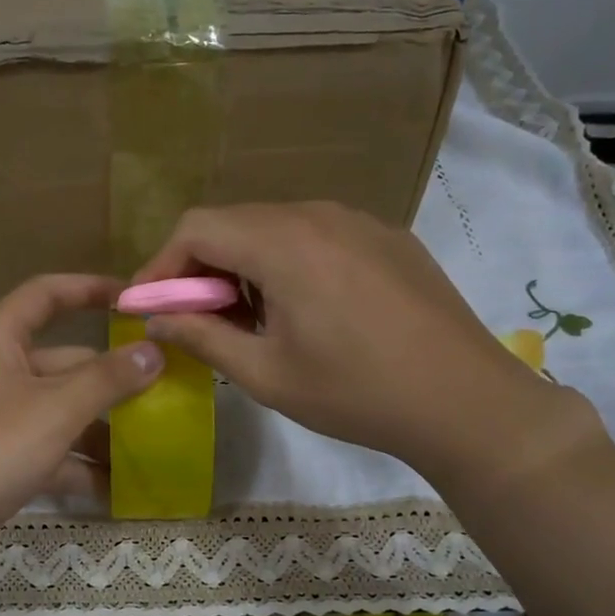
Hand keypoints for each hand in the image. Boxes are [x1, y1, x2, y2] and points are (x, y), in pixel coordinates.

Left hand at [0, 274, 162, 576]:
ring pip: (59, 410)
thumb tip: (153, 350)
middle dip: (111, 377)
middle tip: (165, 388)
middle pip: (63, 361)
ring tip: (153, 441)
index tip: (134, 298)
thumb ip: (107, 379)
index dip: (89, 289)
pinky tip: (118, 486)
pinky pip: (48, 450)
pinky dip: (78, 465)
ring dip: (100, 427)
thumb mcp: (54, 410)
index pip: (46, 295)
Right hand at [134, 202, 588, 488]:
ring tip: (251, 321)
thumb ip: (203, 337)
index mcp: (284, 243)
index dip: (162, 265)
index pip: (197, 227)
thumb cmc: (355, 393)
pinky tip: (302, 311)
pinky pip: (315, 235)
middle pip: (234, 222)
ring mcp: (358, 221)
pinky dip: (286, 262)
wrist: (464, 400)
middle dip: (201, 268)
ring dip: (244, 265)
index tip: (150, 306)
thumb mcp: (266, 374)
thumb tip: (157, 318)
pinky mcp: (385, 237)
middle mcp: (318, 214)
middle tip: (197, 319)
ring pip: (274, 226)